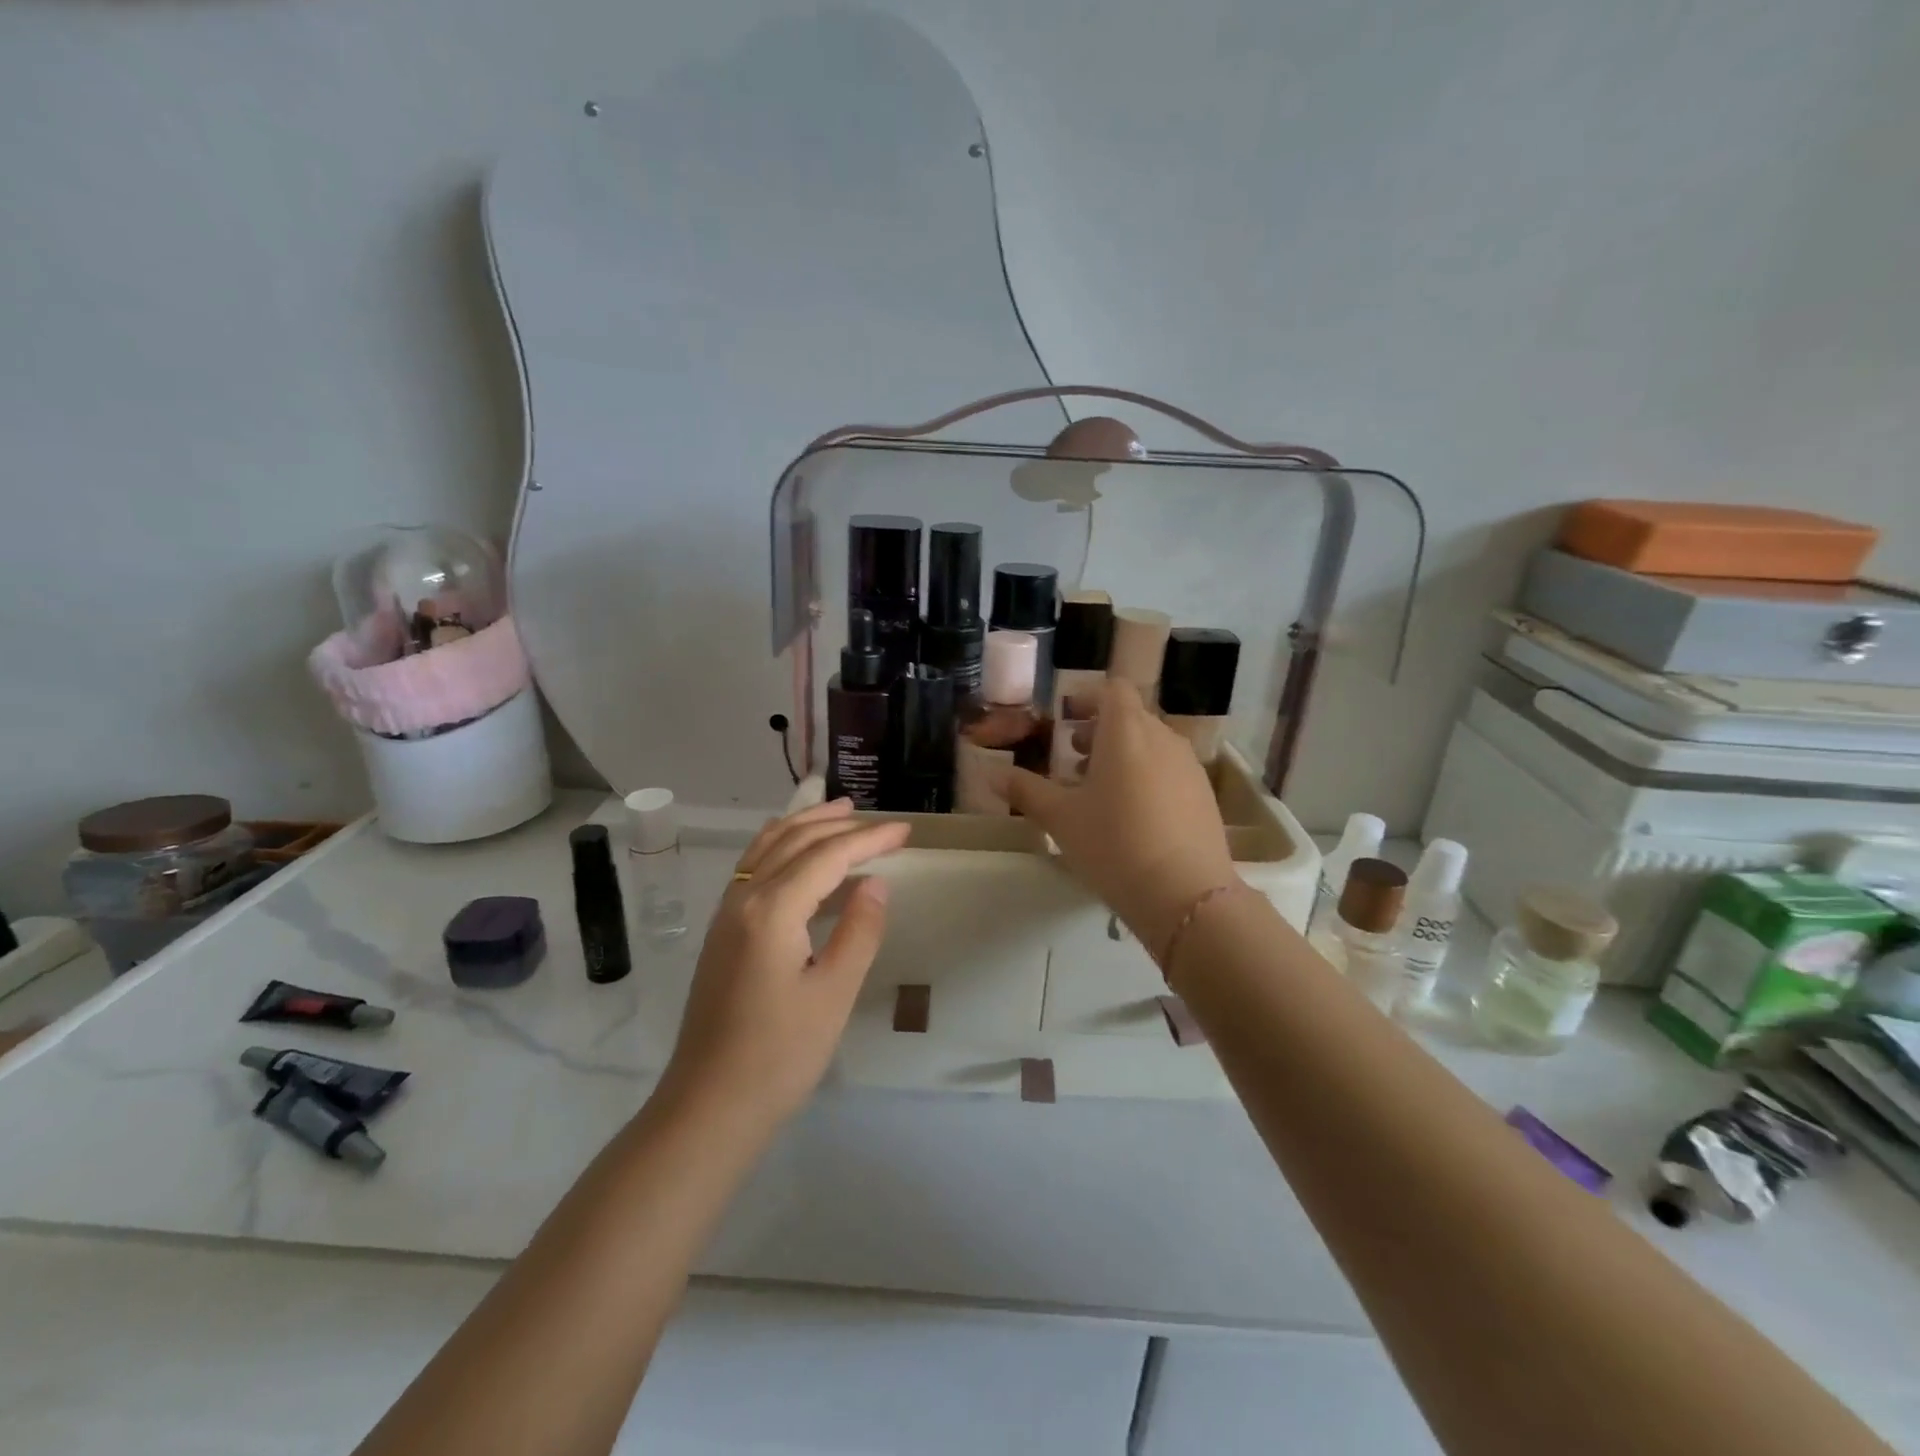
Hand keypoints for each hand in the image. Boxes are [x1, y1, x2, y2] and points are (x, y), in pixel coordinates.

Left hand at [662, 799, 909, 1127]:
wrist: (709, 1106)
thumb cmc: (779, 1055)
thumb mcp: (834, 993)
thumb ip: (858, 931)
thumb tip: (875, 883)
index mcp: (771, 910)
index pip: (827, 856)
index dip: (869, 839)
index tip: (905, 831)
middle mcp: (743, 899)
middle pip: (794, 840)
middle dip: (839, 824)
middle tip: (880, 821)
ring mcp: (726, 914)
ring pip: (767, 847)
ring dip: (805, 825)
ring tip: (839, 813)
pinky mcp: (722, 932)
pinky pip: (753, 867)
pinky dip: (782, 846)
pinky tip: (798, 855)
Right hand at [1000, 681, 1237, 956]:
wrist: (1185, 894)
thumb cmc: (1113, 844)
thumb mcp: (1060, 818)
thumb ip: (1025, 791)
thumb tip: (992, 774)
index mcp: (1126, 731)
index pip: (1112, 689)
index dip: (1088, 698)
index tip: (1067, 720)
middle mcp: (1162, 737)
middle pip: (1131, 716)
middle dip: (1100, 731)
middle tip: (1073, 760)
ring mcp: (1188, 765)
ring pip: (1151, 744)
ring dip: (1123, 755)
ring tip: (1098, 791)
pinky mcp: (1204, 794)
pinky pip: (1169, 769)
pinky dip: (1146, 776)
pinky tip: (1131, 816)